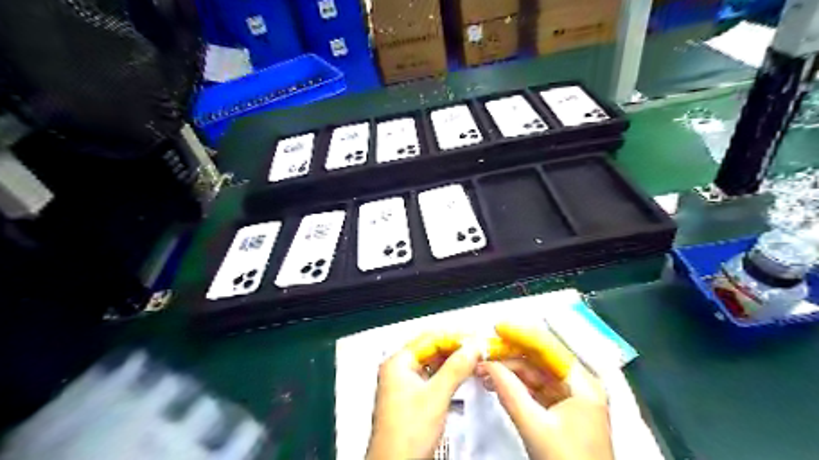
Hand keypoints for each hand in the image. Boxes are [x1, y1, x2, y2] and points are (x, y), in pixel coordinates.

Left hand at [368, 332, 480, 456]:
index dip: (454, 337)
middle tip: (476, 349)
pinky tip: (460, 377)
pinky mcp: (413, 398)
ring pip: (433, 363)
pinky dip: (448, 375)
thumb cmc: (403, 438)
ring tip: (472, 360)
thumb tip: (472, 347)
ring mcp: (405, 385)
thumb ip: (456, 368)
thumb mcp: (436, 396)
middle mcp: (398, 370)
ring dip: (453, 362)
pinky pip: (433, 377)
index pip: (430, 338)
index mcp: (397, 363)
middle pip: (431, 349)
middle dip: (455, 349)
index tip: (474, 340)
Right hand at [478, 323, 609, 459]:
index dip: (521, 334)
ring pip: (536, 374)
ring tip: (483, 368)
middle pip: (540, 359)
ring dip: (510, 370)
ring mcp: (570, 397)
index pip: (548, 347)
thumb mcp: (535, 427)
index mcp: (582, 383)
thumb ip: (510, 392)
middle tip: (484, 351)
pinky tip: (496, 382)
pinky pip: (536, 389)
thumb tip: (487, 365)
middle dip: (510, 355)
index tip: (497, 328)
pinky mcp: (561, 410)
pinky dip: (516, 385)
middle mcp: (579, 384)